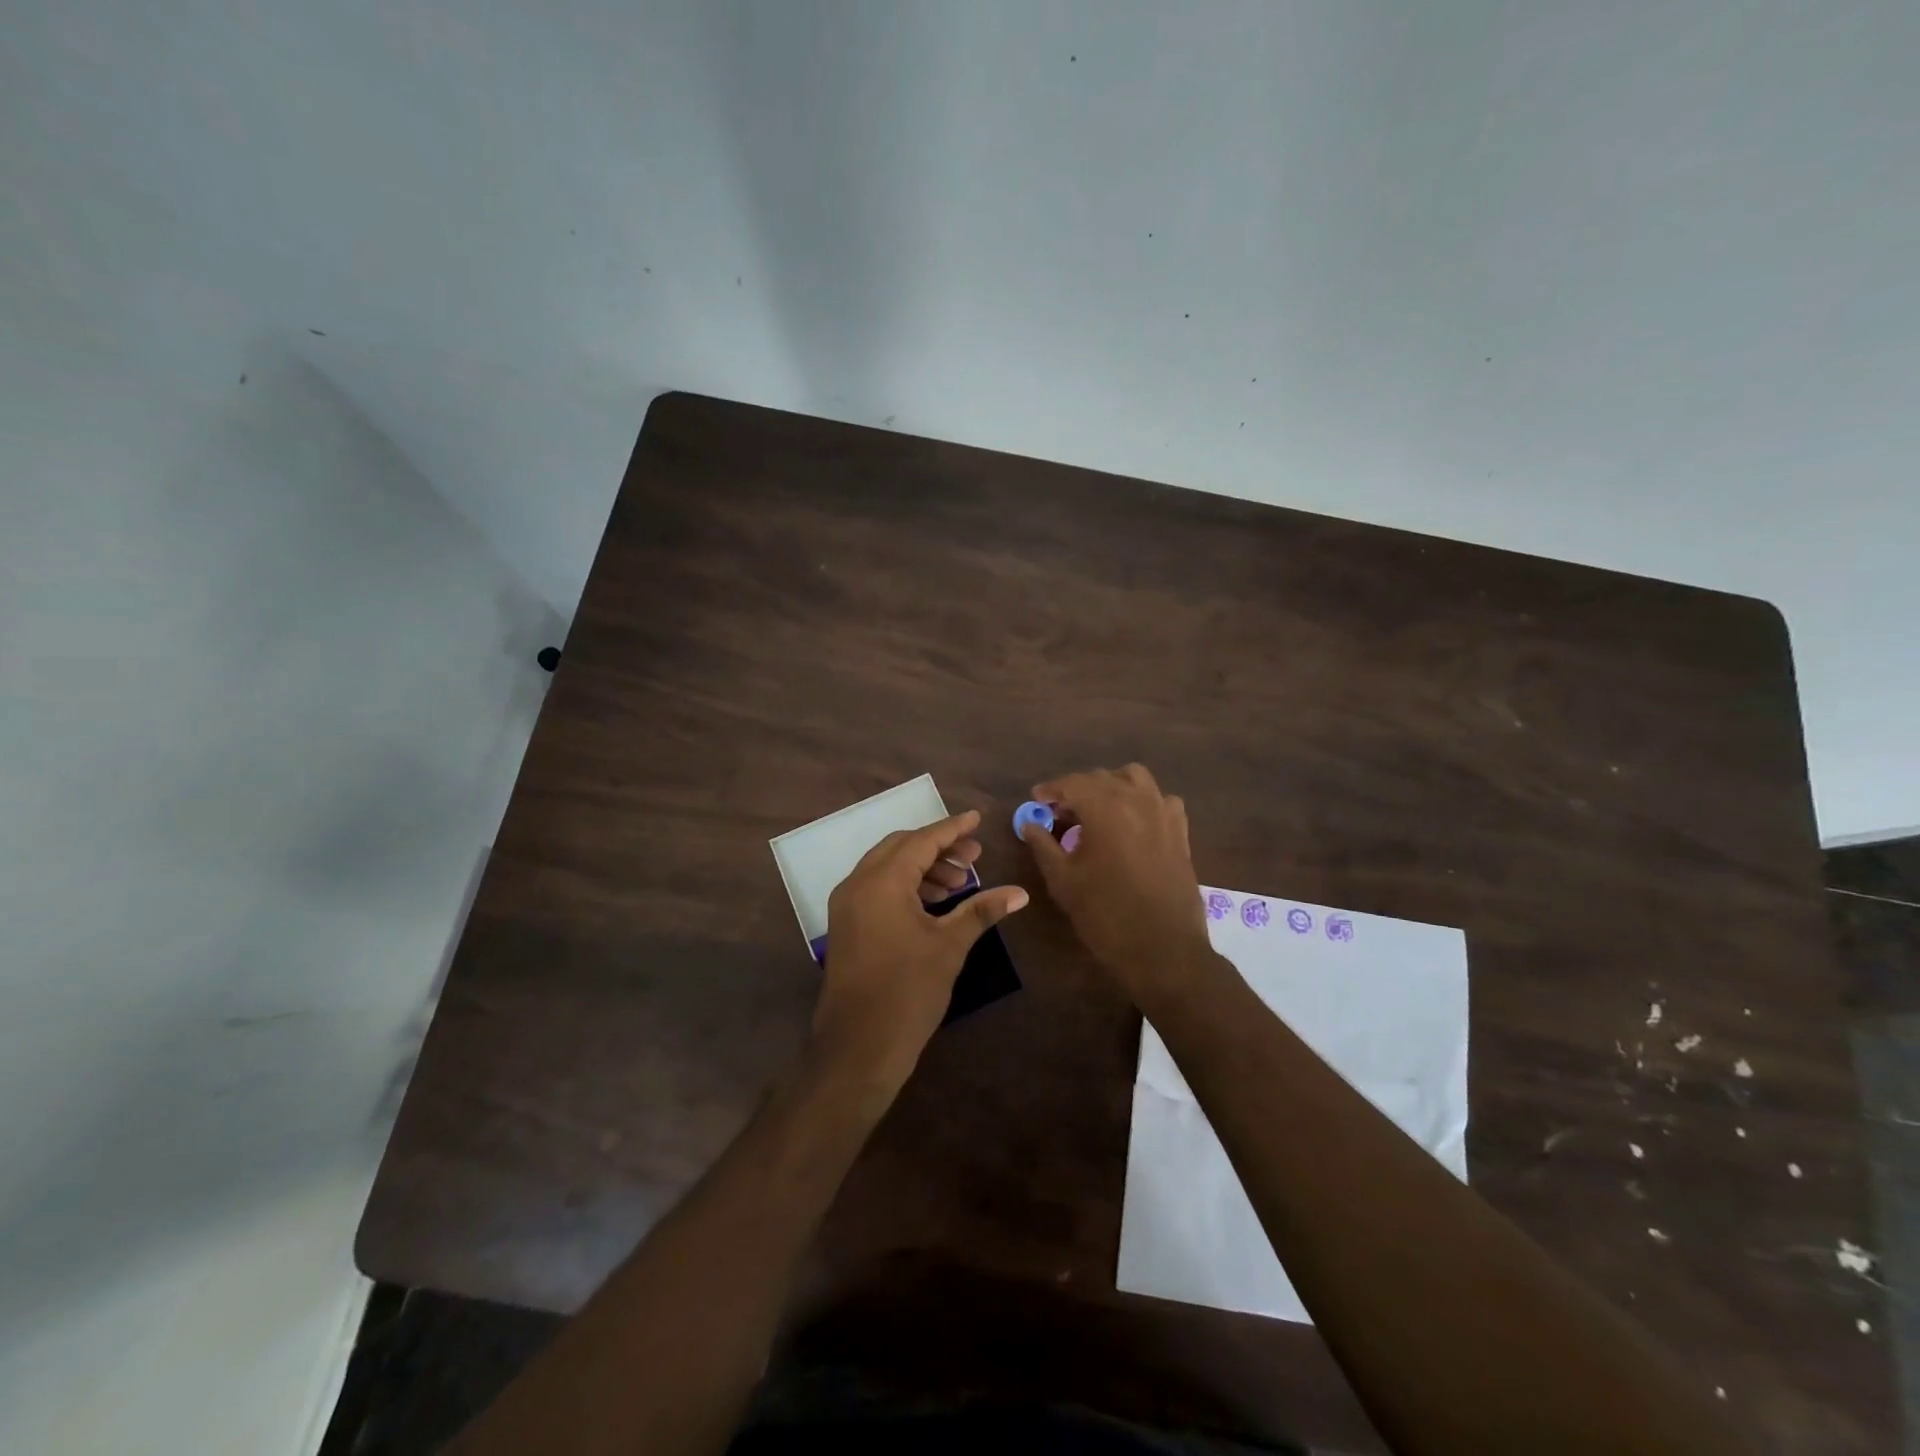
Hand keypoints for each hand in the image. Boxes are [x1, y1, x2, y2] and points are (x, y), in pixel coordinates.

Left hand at [812, 810, 1027, 1089]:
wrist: (858, 1046)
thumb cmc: (908, 991)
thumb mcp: (949, 946)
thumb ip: (981, 911)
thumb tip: (1020, 892)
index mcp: (881, 881)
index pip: (921, 841)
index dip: (952, 829)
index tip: (977, 820)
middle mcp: (858, 883)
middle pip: (901, 848)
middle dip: (938, 848)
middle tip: (973, 856)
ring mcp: (847, 905)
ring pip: (888, 868)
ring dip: (923, 868)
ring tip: (960, 882)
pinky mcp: (846, 925)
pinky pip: (878, 888)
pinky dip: (906, 886)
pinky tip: (935, 903)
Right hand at [1021, 764, 1210, 1000]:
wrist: (1163, 949)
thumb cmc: (1105, 914)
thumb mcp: (1063, 880)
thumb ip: (1043, 845)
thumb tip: (1029, 823)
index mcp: (1105, 806)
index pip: (1072, 783)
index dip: (1051, 789)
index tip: (1036, 800)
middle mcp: (1136, 799)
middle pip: (1101, 778)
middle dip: (1077, 789)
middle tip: (1060, 812)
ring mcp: (1163, 812)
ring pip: (1135, 779)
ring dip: (1112, 786)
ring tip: (1098, 810)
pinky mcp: (1181, 831)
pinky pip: (1161, 800)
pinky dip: (1143, 802)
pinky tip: (1133, 824)